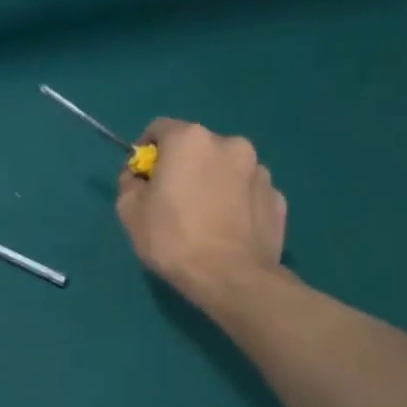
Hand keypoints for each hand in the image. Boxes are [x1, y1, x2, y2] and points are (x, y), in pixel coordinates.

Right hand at [115, 118, 286, 310]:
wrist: (231, 278)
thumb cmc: (172, 238)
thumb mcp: (129, 211)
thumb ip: (129, 183)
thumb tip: (138, 177)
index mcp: (190, 140)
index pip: (159, 128)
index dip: (146, 151)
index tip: (142, 178)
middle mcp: (230, 144)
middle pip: (197, 147)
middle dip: (183, 166)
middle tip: (172, 200)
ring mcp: (260, 170)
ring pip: (226, 168)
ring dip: (212, 182)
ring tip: (203, 218)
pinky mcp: (278, 198)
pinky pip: (247, 192)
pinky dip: (235, 202)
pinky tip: (226, 229)